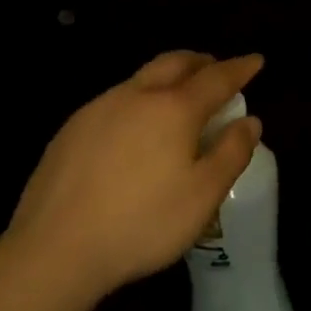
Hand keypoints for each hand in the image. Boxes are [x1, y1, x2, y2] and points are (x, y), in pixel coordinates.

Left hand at [0, 51, 263, 302]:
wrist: (54, 249)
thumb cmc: (142, 223)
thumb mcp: (203, 195)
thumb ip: (231, 153)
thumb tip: (249, 121)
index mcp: (174, 108)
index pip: (216, 78)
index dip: (240, 69)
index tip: (256, 61)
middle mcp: (136, 96)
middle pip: (174, 63)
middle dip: (201, 61)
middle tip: (217, 70)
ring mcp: (98, 109)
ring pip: (141, 78)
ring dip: (168, 78)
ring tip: (179, 99)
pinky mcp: (70, 130)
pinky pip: (116, 100)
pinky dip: (139, 100)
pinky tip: (136, 130)